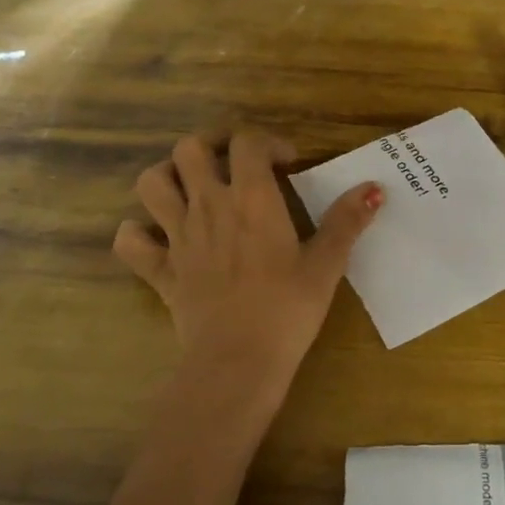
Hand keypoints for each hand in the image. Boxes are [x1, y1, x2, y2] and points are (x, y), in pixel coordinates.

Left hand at [113, 129, 382, 405]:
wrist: (237, 362)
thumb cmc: (287, 310)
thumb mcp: (326, 265)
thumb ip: (347, 222)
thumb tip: (374, 188)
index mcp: (251, 198)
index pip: (246, 142)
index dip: (267, 142)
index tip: (287, 164)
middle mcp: (208, 206)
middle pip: (188, 149)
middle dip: (210, 145)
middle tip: (234, 163)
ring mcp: (178, 237)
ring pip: (151, 183)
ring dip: (168, 177)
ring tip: (192, 189)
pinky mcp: (160, 271)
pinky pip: (130, 242)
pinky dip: (138, 233)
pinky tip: (157, 237)